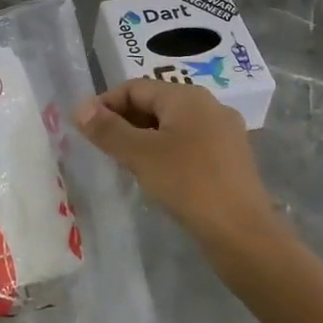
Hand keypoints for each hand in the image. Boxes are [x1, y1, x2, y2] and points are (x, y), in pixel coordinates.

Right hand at [75, 79, 276, 244]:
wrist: (243, 234)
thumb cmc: (188, 184)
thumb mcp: (140, 155)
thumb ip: (107, 129)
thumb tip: (79, 108)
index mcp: (187, 97)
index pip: (135, 88)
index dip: (105, 104)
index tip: (84, 128)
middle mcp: (209, 106)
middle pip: (154, 104)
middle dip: (123, 121)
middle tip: (100, 147)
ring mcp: (223, 133)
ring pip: (171, 126)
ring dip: (142, 139)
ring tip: (122, 162)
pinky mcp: (229, 160)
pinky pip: (188, 145)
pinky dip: (165, 153)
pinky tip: (155, 176)